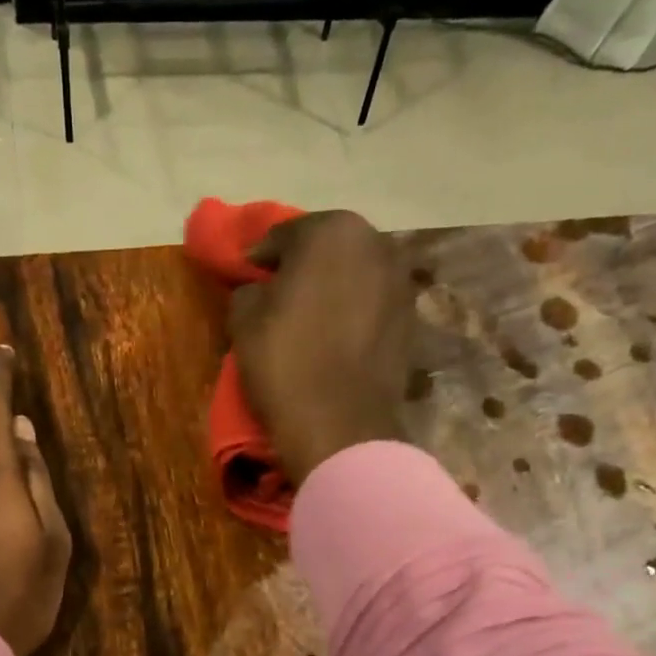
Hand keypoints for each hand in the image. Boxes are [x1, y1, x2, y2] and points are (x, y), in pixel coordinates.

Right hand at [229, 210, 415, 481]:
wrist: (340, 424)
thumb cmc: (285, 362)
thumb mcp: (243, 320)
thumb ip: (249, 289)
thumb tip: (260, 289)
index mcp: (333, 232)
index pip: (285, 233)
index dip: (261, 256)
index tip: (247, 276)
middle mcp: (376, 244)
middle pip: (328, 247)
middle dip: (303, 264)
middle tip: (278, 292)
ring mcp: (401, 281)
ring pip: (354, 273)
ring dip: (332, 286)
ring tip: (309, 315)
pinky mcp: (412, 319)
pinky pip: (372, 303)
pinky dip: (353, 310)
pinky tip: (335, 335)